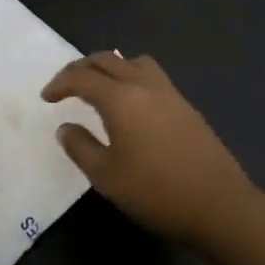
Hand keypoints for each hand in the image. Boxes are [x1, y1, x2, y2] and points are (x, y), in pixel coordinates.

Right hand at [42, 52, 264, 264]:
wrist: (218, 204)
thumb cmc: (155, 191)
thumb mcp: (106, 176)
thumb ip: (80, 147)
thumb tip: (66, 128)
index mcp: (121, 98)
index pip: (82, 77)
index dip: (60, 84)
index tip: (46, 98)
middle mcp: (144, 85)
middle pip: (106, 60)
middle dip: (81, 68)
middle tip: (65, 86)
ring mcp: (169, 92)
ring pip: (132, 62)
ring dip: (109, 67)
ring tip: (98, 87)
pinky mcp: (185, 105)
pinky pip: (150, 75)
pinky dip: (130, 77)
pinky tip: (128, 103)